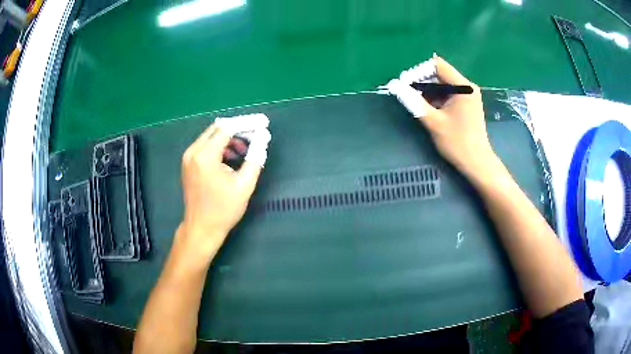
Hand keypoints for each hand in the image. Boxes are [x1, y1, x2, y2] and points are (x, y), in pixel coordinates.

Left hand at [178, 123, 261, 260]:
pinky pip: (205, 146)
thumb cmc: (223, 210)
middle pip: (217, 129)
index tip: (263, 123)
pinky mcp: (188, 164)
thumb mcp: (244, 185)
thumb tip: (263, 139)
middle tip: (255, 135)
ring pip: (211, 137)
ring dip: (228, 139)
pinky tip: (230, 158)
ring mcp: (188, 158)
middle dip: (238, 130)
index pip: (227, 128)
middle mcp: (193, 151)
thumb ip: (255, 159)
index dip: (246, 124)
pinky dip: (219, 147)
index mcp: (205, 155)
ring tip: (244, 151)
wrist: (201, 228)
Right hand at [391, 55, 497, 178]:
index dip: (419, 71)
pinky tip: (427, 109)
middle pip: (440, 74)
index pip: (437, 65)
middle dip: (422, 82)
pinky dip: (436, 99)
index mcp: (463, 87)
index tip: (405, 84)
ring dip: (428, 91)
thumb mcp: (433, 121)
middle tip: (407, 94)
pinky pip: (448, 94)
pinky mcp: (467, 105)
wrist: (477, 164)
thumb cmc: (458, 143)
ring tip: (415, 103)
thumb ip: (413, 101)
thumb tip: (394, 85)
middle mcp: (467, 87)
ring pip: (443, 85)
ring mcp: (468, 96)